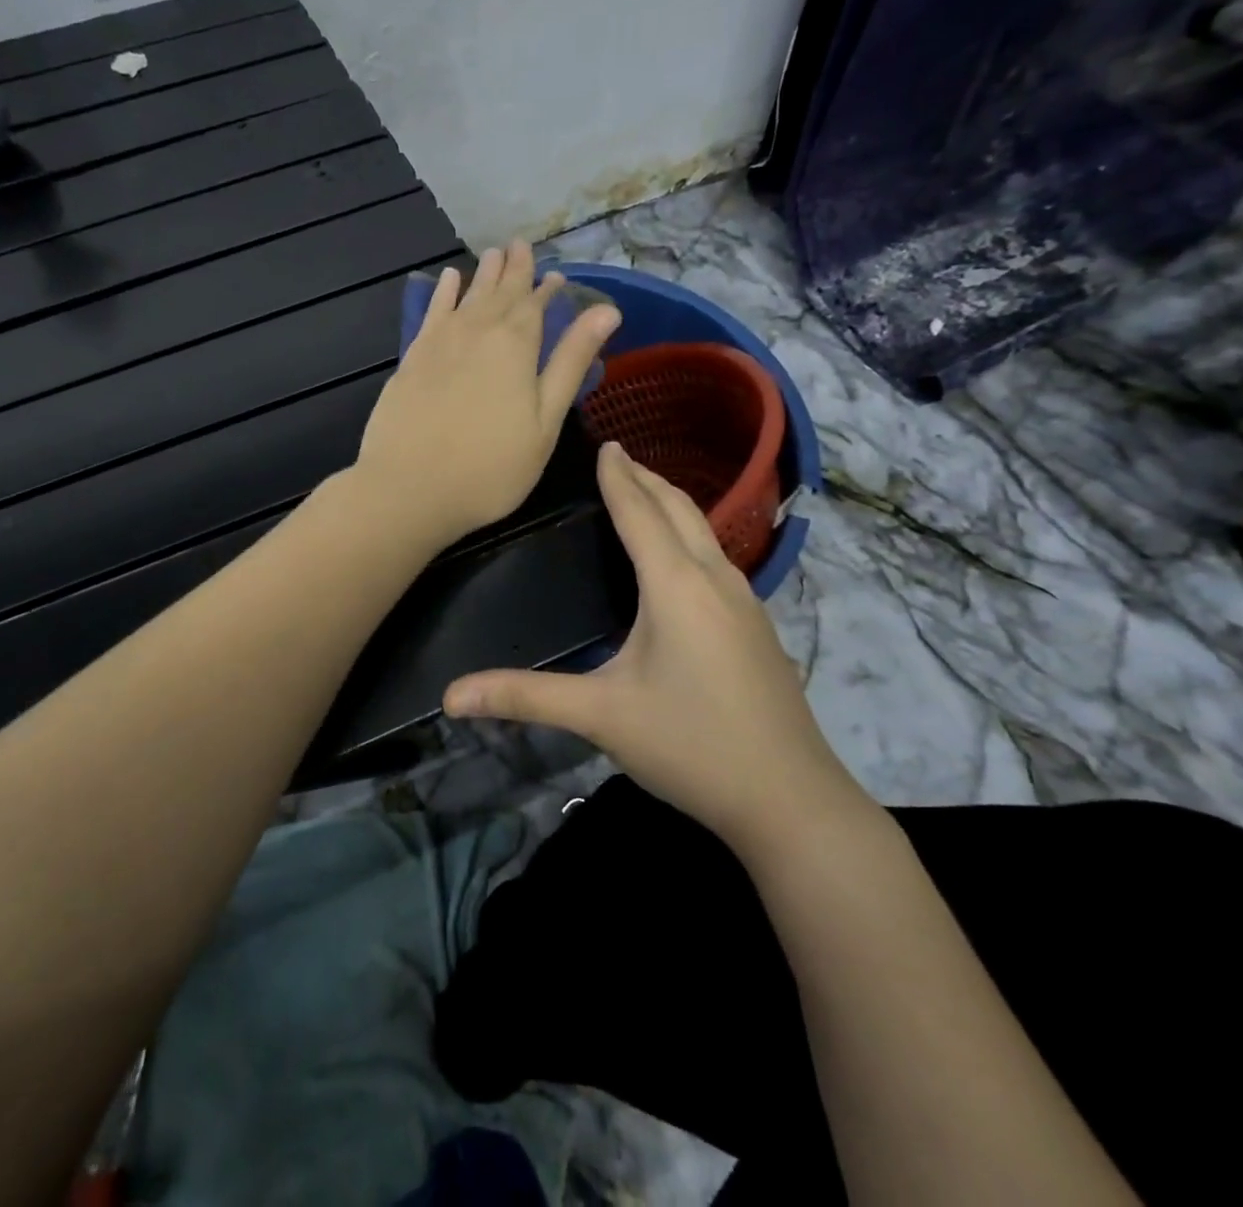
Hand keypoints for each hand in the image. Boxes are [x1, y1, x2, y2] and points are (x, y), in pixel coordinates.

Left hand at [354, 242, 621, 550]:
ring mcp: (439, 343)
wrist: (409, 487)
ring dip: (483, 274)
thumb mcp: (544, 422)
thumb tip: (606, 310)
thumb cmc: (490, 467)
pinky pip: (432, 313)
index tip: (555, 275)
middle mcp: (477, 331)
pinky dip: (442, 294)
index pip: (537, 305)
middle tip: (521, 244)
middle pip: (500, 293)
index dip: (547, 289)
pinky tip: (447, 280)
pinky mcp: (412, 359)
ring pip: (467, 296)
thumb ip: (570, 362)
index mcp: (515, 345)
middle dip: (514, 270)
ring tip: (494, 253)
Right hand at [444, 442, 872, 855]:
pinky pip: (717, 558)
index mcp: (676, 586)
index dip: (618, 477)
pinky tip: (681, 560)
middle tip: (620, 456)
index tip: (605, 444)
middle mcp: (715, 579)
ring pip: (706, 532)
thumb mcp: (601, 717)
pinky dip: (691, 535)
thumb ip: (526, 697)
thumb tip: (451, 696)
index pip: (639, 513)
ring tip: (645, 494)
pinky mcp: (758, 627)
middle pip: (680, 509)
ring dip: (673, 504)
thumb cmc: (692, 745)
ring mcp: (746, 602)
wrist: (791, 800)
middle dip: (648, 478)